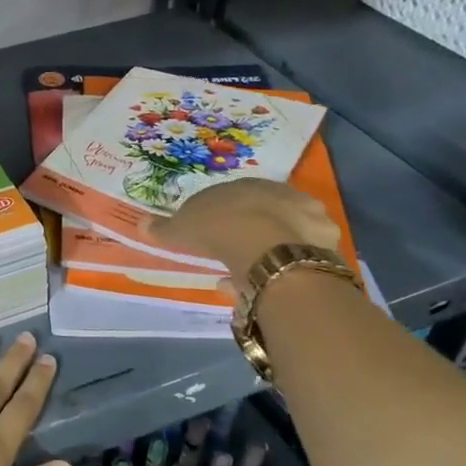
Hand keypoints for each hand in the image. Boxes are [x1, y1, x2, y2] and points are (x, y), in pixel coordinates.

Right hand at [151, 180, 343, 293]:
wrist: (266, 244)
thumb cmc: (219, 228)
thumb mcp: (182, 229)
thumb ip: (164, 228)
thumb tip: (140, 223)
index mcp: (244, 185)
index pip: (233, 197)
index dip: (223, 216)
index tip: (214, 234)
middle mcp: (278, 192)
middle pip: (264, 211)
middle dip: (251, 229)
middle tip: (237, 253)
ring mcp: (305, 214)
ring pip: (287, 230)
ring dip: (272, 248)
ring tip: (256, 273)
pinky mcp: (324, 239)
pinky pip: (302, 253)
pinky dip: (287, 265)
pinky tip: (274, 281)